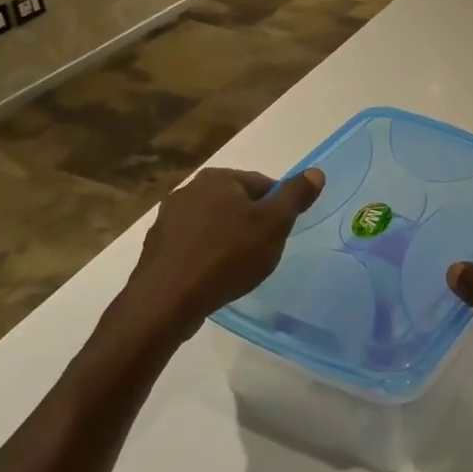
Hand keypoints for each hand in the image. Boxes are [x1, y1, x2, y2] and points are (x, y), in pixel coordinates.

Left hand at [105, 167, 324, 348]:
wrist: (167, 300)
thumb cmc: (228, 256)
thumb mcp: (274, 224)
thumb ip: (296, 195)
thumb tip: (316, 172)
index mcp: (218, 178)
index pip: (262, 184)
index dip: (277, 209)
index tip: (279, 235)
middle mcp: (189, 189)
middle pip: (236, 203)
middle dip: (251, 224)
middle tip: (262, 253)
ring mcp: (168, 218)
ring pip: (213, 224)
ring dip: (227, 240)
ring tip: (237, 269)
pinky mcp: (157, 246)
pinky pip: (193, 245)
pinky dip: (205, 256)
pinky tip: (212, 277)